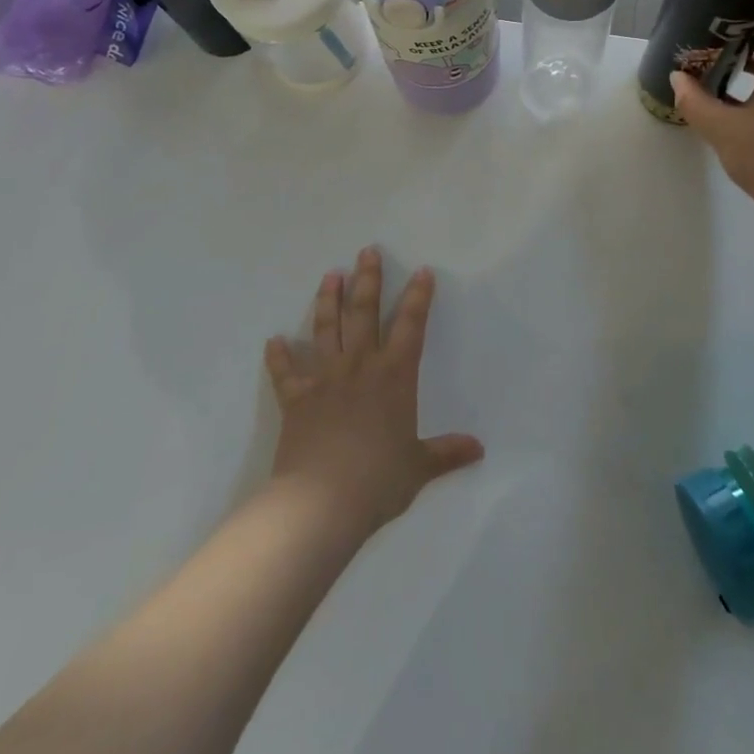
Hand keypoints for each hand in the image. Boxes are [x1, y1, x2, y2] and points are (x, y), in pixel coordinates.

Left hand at [264, 247, 483, 535]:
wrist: (321, 502)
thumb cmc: (378, 480)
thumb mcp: (418, 467)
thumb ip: (446, 453)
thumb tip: (479, 449)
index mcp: (394, 376)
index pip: (411, 325)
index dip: (418, 296)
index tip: (421, 271)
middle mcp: (360, 366)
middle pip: (364, 312)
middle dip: (367, 279)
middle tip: (367, 251)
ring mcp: (325, 379)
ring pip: (327, 328)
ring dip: (328, 300)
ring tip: (330, 275)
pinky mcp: (297, 399)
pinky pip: (286, 372)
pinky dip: (279, 356)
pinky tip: (274, 340)